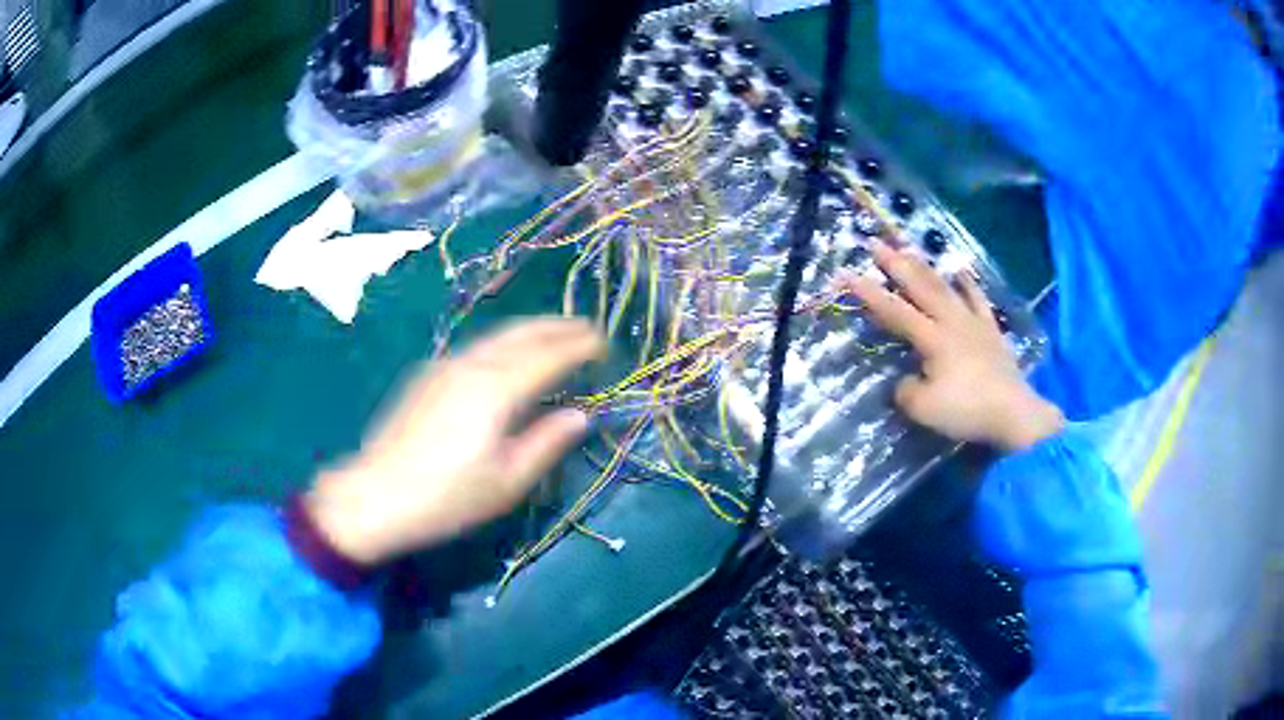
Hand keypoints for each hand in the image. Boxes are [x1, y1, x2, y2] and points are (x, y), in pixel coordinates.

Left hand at [305, 317, 605, 564]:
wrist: (375, 495)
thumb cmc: (447, 497)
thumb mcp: (507, 481)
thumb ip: (547, 443)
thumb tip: (580, 416)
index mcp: (496, 389)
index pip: (549, 355)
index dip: (580, 345)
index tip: (605, 342)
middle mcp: (472, 365)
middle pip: (523, 332)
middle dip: (559, 326)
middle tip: (588, 328)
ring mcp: (445, 365)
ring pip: (498, 335)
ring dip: (532, 330)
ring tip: (557, 334)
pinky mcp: (428, 374)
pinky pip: (478, 347)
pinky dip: (506, 342)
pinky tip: (510, 357)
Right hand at [835, 241, 1063, 450]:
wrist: (1013, 413)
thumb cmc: (966, 410)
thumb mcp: (924, 410)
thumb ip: (906, 391)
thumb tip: (906, 381)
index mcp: (932, 339)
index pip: (894, 311)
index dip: (869, 293)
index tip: (846, 274)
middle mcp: (951, 322)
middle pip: (920, 288)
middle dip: (895, 265)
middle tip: (876, 244)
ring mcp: (973, 323)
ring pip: (945, 288)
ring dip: (925, 267)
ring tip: (909, 247)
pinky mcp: (991, 330)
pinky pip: (978, 301)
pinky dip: (969, 284)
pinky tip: (961, 271)